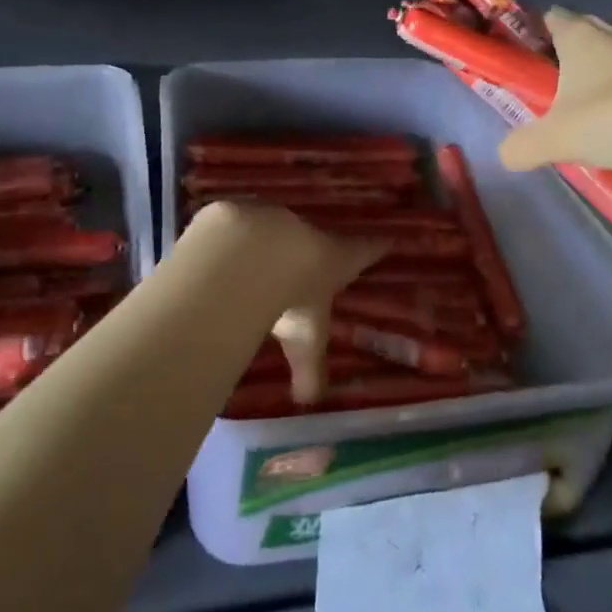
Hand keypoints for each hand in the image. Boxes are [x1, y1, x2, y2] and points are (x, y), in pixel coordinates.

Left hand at [186, 201, 385, 403]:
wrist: (250, 254)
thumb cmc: (291, 298)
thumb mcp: (305, 340)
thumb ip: (308, 369)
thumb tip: (308, 401)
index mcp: (335, 258)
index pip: (365, 250)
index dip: (375, 247)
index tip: (388, 239)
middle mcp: (307, 230)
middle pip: (316, 235)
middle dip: (310, 248)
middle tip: (305, 259)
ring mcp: (272, 215)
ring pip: (275, 226)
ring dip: (269, 241)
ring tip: (259, 257)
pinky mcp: (238, 211)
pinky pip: (239, 224)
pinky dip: (233, 237)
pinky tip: (223, 251)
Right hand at [496, 8, 611, 182]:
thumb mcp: (556, 139)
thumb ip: (522, 146)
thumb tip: (506, 154)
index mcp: (579, 34)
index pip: (549, 17)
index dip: (534, 37)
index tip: (527, 66)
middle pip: (581, 38)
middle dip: (568, 64)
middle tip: (555, 99)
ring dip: (604, 83)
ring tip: (595, 120)